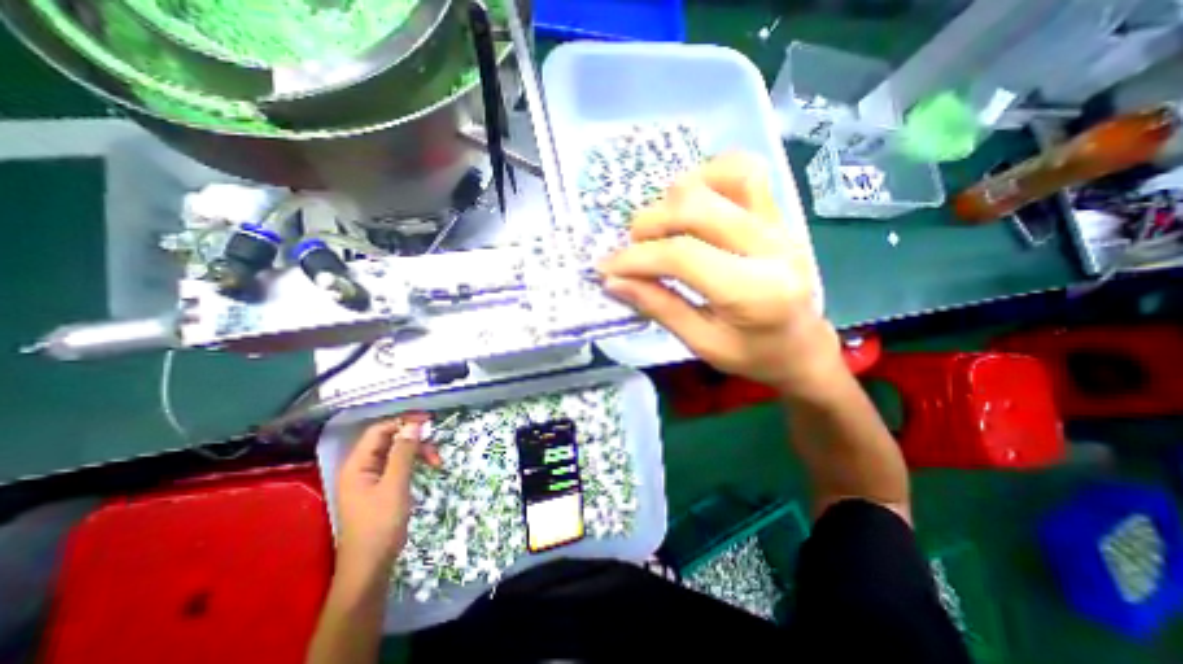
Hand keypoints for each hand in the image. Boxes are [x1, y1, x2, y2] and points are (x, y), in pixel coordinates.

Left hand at [334, 415, 440, 571]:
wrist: (370, 567)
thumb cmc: (380, 525)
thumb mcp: (395, 485)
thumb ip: (403, 452)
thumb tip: (414, 424)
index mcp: (357, 464)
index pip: (379, 430)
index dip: (403, 421)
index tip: (429, 422)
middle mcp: (361, 467)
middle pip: (390, 440)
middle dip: (415, 441)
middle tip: (436, 451)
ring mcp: (370, 478)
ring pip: (397, 453)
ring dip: (418, 453)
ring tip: (437, 463)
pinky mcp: (379, 488)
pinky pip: (398, 466)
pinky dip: (414, 464)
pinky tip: (426, 470)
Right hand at [602, 154, 840, 395]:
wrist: (804, 345)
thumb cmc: (755, 355)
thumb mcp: (703, 343)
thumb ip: (659, 307)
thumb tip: (614, 281)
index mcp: (755, 292)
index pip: (682, 255)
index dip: (636, 258)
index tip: (607, 268)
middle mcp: (771, 247)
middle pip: (696, 208)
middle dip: (649, 224)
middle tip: (632, 250)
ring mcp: (779, 223)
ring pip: (719, 178)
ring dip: (675, 198)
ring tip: (661, 228)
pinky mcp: (778, 213)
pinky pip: (743, 172)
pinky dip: (708, 177)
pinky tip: (691, 204)